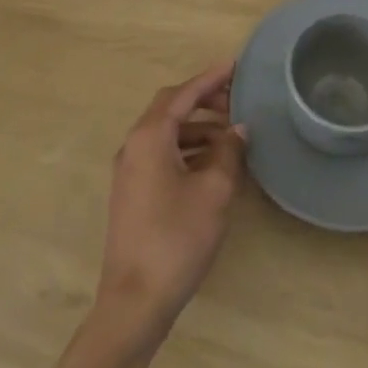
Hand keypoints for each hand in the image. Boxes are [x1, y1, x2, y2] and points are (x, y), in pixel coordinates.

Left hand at [97, 62, 247, 334]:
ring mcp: (129, 170)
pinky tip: (212, 163)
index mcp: (150, 136)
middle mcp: (134, 145)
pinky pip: (162, 153)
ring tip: (231, 135)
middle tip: (236, 100)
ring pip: (166, 133)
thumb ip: (229, 152)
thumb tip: (238, 130)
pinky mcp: (132, 192)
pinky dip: (187, 149)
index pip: (182, 93)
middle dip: (203, 100)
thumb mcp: (214, 191)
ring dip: (197, 127)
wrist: (134, 302)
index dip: (210, 78)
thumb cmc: (176, 238)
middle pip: (170, 108)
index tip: (235, 66)